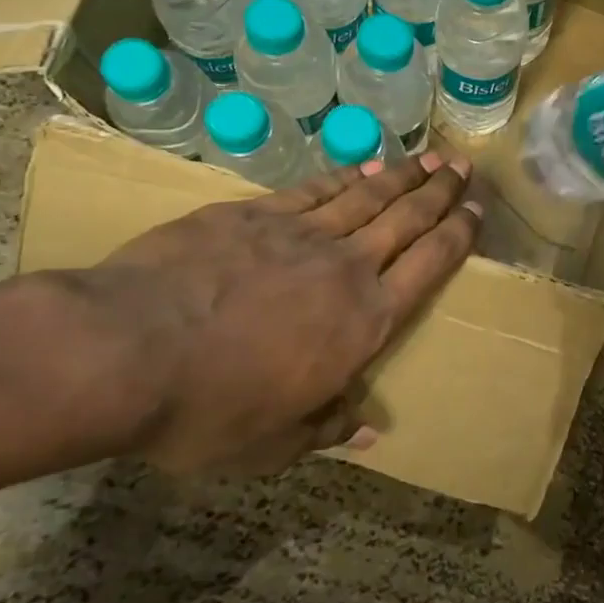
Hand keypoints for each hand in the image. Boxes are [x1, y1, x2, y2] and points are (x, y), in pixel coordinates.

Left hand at [77, 150, 481, 476]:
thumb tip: (368, 431)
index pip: (429, 268)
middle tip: (463, 167)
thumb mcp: (272, 444)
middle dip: (439, 192)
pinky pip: (313, 190)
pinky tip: (361, 167)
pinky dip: (344, 177)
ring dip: (401, 176)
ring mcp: (299, 235)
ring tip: (427, 157)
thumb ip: (326, 428)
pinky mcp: (253, 214)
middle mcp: (346, 269)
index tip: (476, 211)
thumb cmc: (208, 410)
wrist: (127, 351)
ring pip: (366, 196)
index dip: (457, 236)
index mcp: (364, 324)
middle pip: (406, 219)